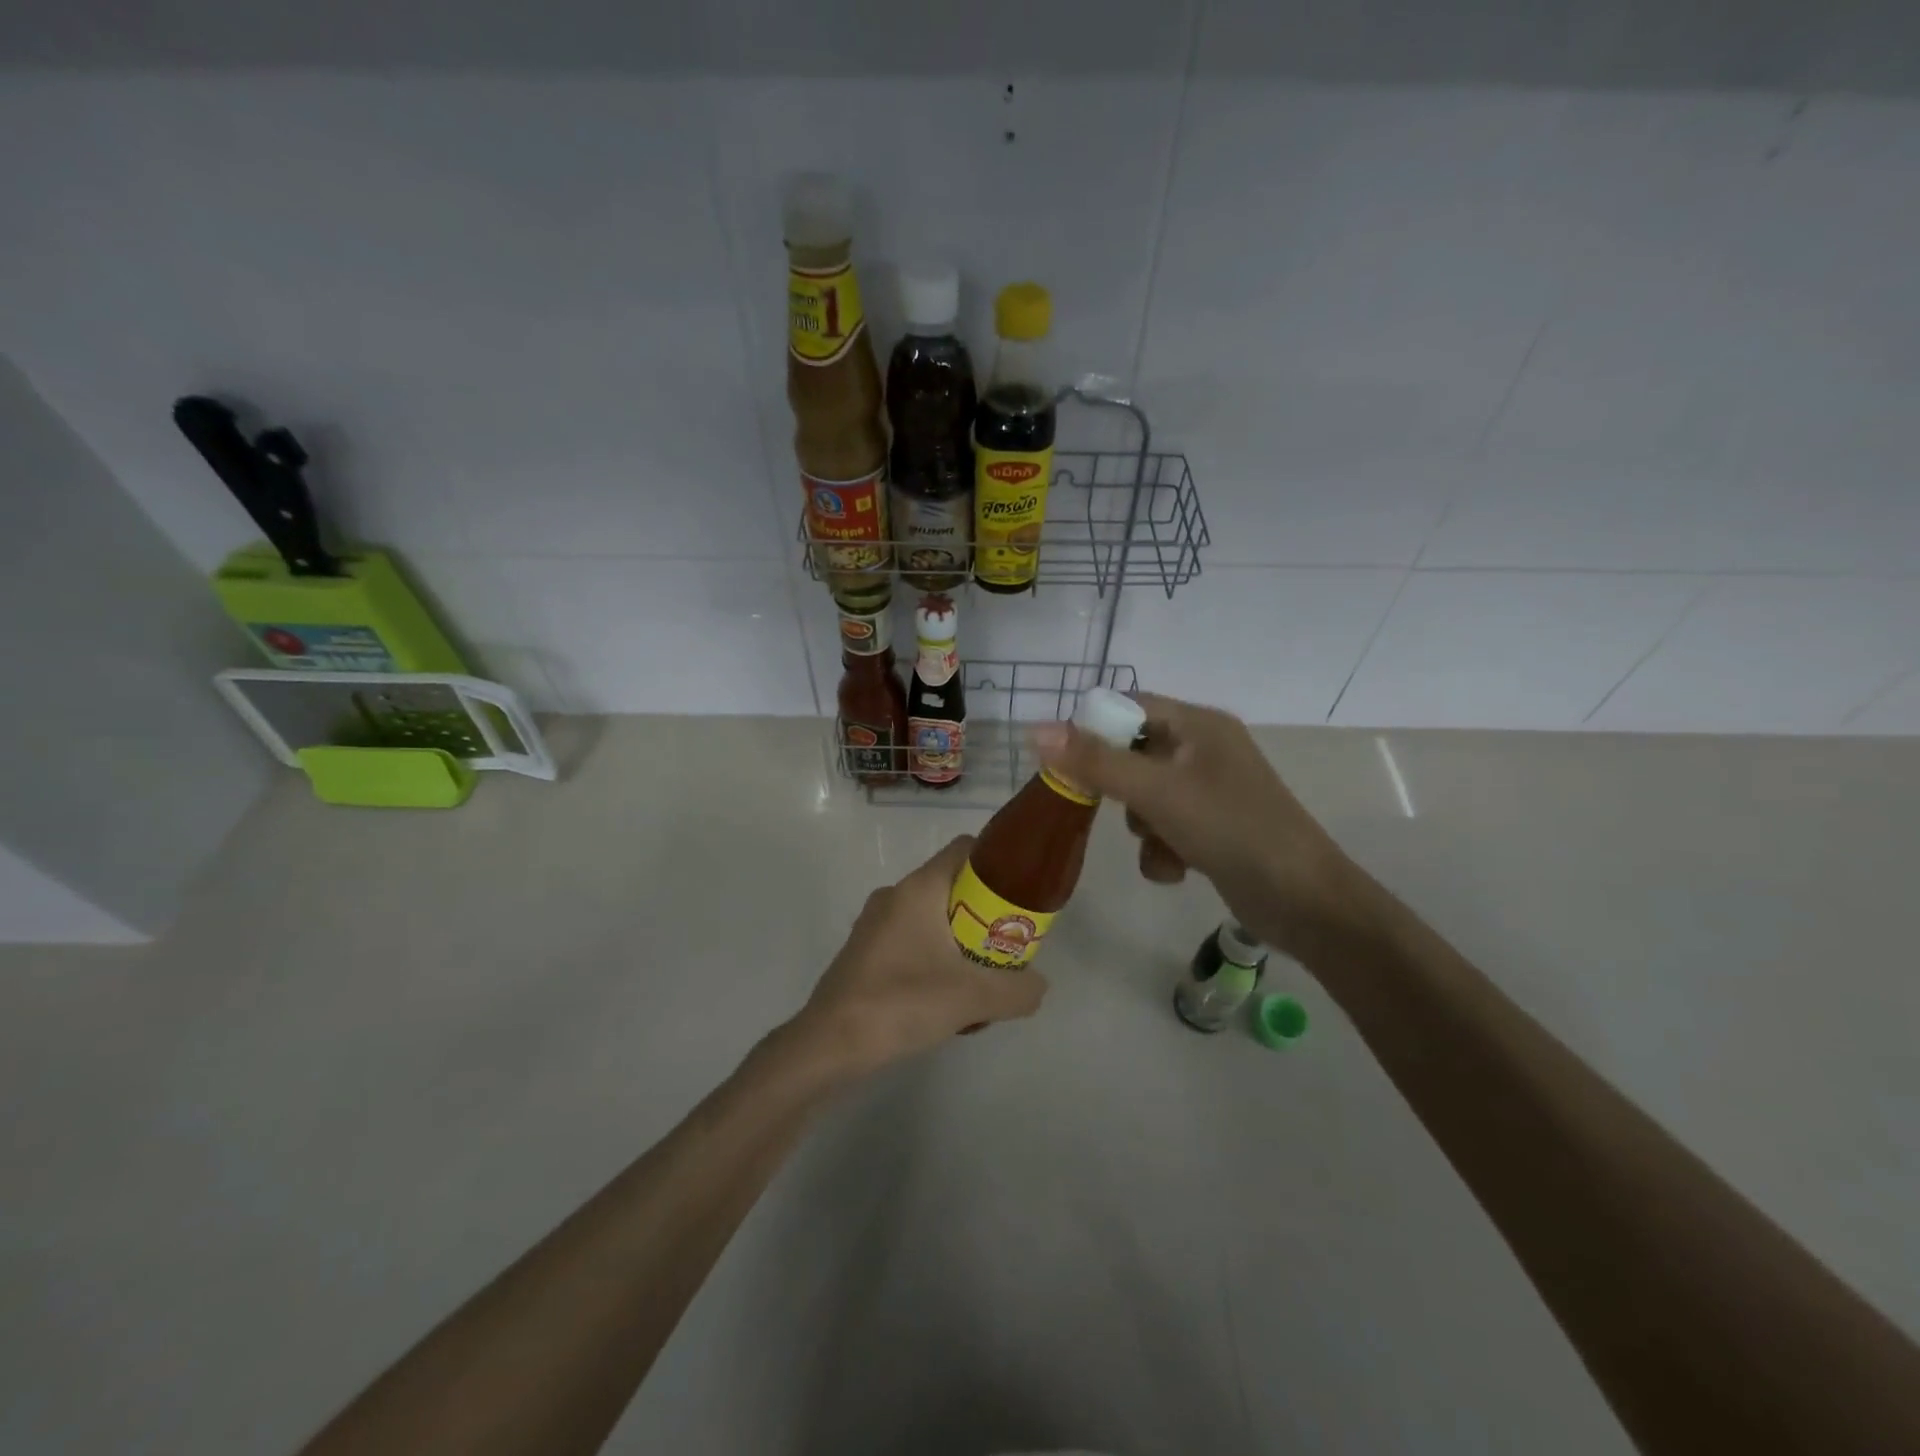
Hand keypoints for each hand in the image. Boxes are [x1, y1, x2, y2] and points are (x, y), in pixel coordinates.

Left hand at [789, 835, 1047, 1081]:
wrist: (829, 1044)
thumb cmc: (901, 1002)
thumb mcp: (973, 998)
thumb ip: (1017, 989)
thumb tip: (1038, 986)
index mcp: (918, 888)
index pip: (964, 849)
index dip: (998, 863)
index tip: (1022, 893)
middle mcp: (894, 896)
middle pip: (952, 887)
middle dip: (984, 913)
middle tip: (1008, 945)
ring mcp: (875, 924)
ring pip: (932, 918)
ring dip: (960, 941)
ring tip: (981, 979)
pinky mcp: (865, 952)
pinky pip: (912, 941)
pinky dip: (935, 958)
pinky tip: (946, 998)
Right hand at [1032, 693, 1366, 959]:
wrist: (1302, 900)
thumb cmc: (1230, 828)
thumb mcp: (1156, 791)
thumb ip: (1095, 762)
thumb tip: (1036, 730)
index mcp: (1198, 724)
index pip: (1130, 706)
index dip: (1094, 729)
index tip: (1067, 763)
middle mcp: (1204, 750)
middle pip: (1133, 754)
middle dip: (1120, 788)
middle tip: (1114, 807)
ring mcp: (1210, 790)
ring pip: (1145, 796)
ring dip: (1142, 825)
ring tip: (1161, 844)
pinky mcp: (1213, 827)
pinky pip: (1165, 826)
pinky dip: (1162, 848)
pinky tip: (1176, 869)